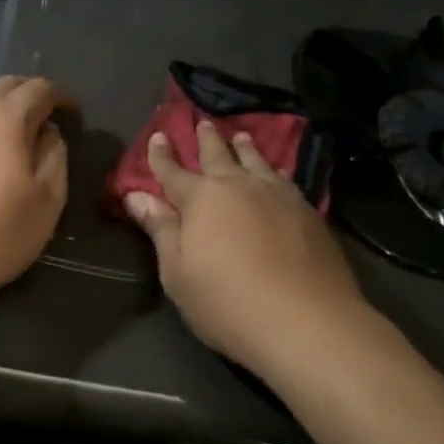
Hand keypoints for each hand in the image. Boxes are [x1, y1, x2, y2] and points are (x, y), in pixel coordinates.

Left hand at [0, 75, 68, 306]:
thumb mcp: (47, 201)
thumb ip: (55, 157)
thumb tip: (47, 134)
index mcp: (4, 118)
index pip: (39, 88)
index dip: (62, 97)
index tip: (75, 117)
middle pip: (5, 86)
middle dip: (31, 94)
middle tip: (48, 119)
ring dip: (1, 113)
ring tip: (16, 142)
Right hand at [124, 121, 363, 374]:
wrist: (306, 321)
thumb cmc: (227, 302)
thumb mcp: (177, 272)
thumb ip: (160, 229)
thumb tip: (136, 196)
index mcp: (201, 199)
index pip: (173, 171)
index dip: (162, 155)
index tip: (158, 135)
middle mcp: (238, 186)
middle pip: (218, 155)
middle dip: (207, 138)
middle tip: (202, 122)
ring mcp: (277, 195)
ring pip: (256, 161)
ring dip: (244, 147)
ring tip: (241, 136)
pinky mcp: (307, 211)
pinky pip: (285, 179)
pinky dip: (274, 170)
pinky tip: (278, 173)